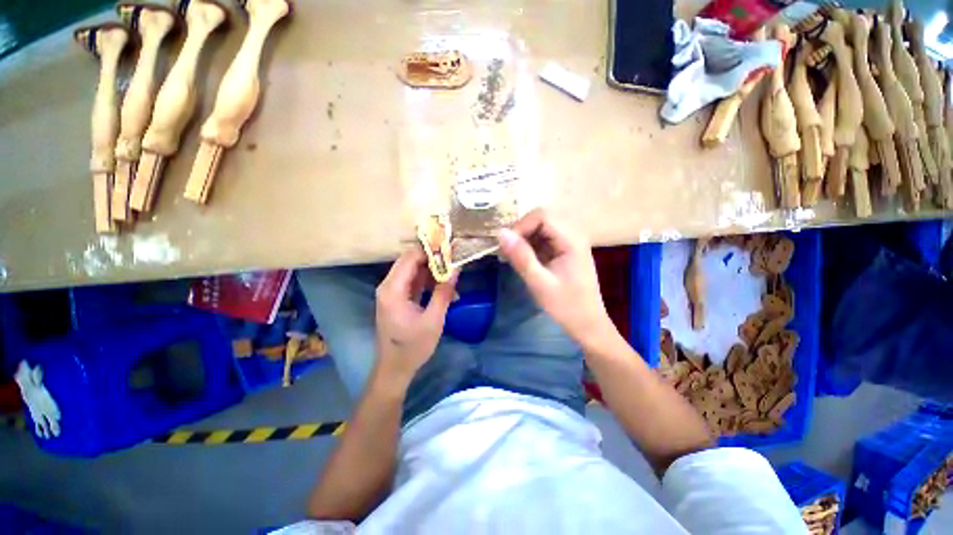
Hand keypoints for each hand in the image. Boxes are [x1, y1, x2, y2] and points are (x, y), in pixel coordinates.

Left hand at [374, 247, 457, 387]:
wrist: (394, 368)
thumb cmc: (413, 347)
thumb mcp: (433, 320)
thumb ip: (444, 292)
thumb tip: (456, 269)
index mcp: (393, 289)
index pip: (410, 257)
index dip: (430, 251)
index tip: (450, 250)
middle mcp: (388, 286)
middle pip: (410, 261)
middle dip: (433, 259)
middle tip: (454, 260)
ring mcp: (391, 292)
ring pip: (413, 271)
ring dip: (432, 271)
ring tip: (452, 276)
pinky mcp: (397, 299)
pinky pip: (413, 282)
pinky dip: (427, 282)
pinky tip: (443, 288)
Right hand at [498, 209, 613, 346]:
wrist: (587, 324)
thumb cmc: (566, 306)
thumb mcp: (539, 283)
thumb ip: (521, 257)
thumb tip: (500, 233)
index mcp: (572, 239)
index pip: (542, 216)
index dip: (521, 226)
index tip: (507, 247)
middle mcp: (572, 234)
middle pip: (541, 218)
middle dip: (521, 232)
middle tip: (508, 253)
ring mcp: (568, 242)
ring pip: (540, 228)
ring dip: (524, 239)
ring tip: (513, 258)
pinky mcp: (563, 250)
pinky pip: (542, 239)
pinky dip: (529, 246)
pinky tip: (524, 261)